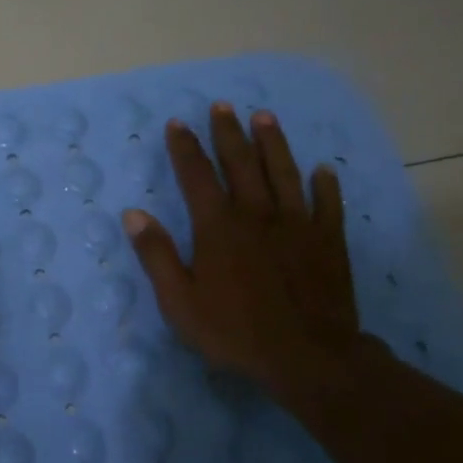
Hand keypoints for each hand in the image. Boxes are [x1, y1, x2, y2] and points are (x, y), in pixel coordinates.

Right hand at [123, 104, 366, 401]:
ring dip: (272, 143)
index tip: (177, 122)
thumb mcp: (179, 300)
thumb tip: (133, 214)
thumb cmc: (234, 331)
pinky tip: (323, 169)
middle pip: (241, 163)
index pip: (196, 175)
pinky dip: (325, 185)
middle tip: (223, 105)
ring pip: (284, 173)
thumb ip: (157, 255)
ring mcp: (297, 225)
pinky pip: (329, 205)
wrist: (308, 357)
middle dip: (228, 132)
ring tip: (264, 116)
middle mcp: (257, 214)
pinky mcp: (328, 242)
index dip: (185, 147)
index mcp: (218, 226)